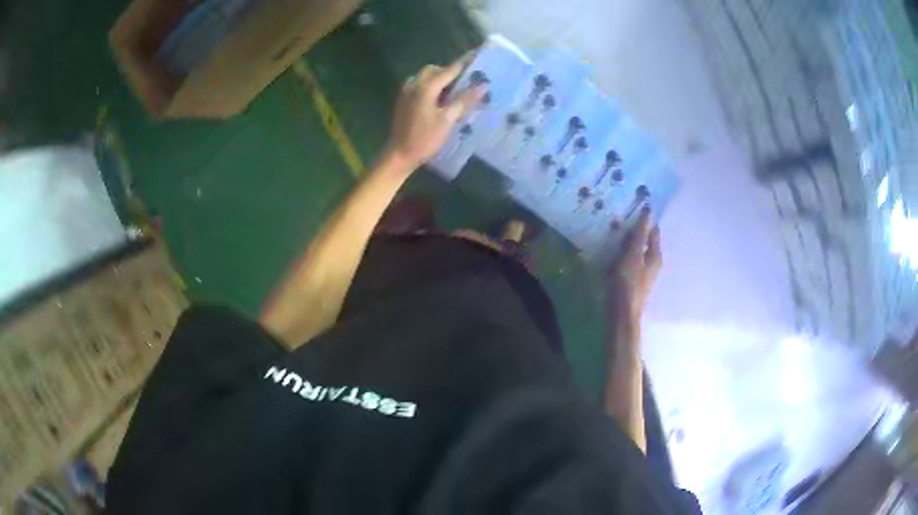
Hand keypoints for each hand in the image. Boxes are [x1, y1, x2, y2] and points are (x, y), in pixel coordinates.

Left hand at [384, 56, 486, 168]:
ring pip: (425, 77)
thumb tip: (482, 85)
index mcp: (426, 87)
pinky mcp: (403, 100)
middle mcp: (414, 84)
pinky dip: (430, 86)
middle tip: (464, 82)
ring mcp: (406, 92)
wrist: (399, 154)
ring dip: (439, 79)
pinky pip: (419, 85)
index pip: (449, 69)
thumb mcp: (448, 120)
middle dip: (449, 72)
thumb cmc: (425, 138)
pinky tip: (438, 100)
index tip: (476, 55)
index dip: (464, 63)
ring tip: (453, 92)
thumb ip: (464, 100)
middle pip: (434, 70)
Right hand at [607, 209, 661, 321]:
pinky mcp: (633, 280)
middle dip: (634, 229)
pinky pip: (629, 260)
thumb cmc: (627, 283)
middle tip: (617, 218)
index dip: (644, 218)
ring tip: (611, 232)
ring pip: (636, 250)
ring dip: (626, 241)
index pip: (653, 230)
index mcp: (655, 255)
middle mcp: (652, 262)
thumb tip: (648, 211)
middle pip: (645, 240)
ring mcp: (643, 272)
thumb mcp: (632, 255)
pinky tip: (611, 252)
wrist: (621, 314)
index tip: (630, 207)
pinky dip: (622, 253)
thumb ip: (639, 234)